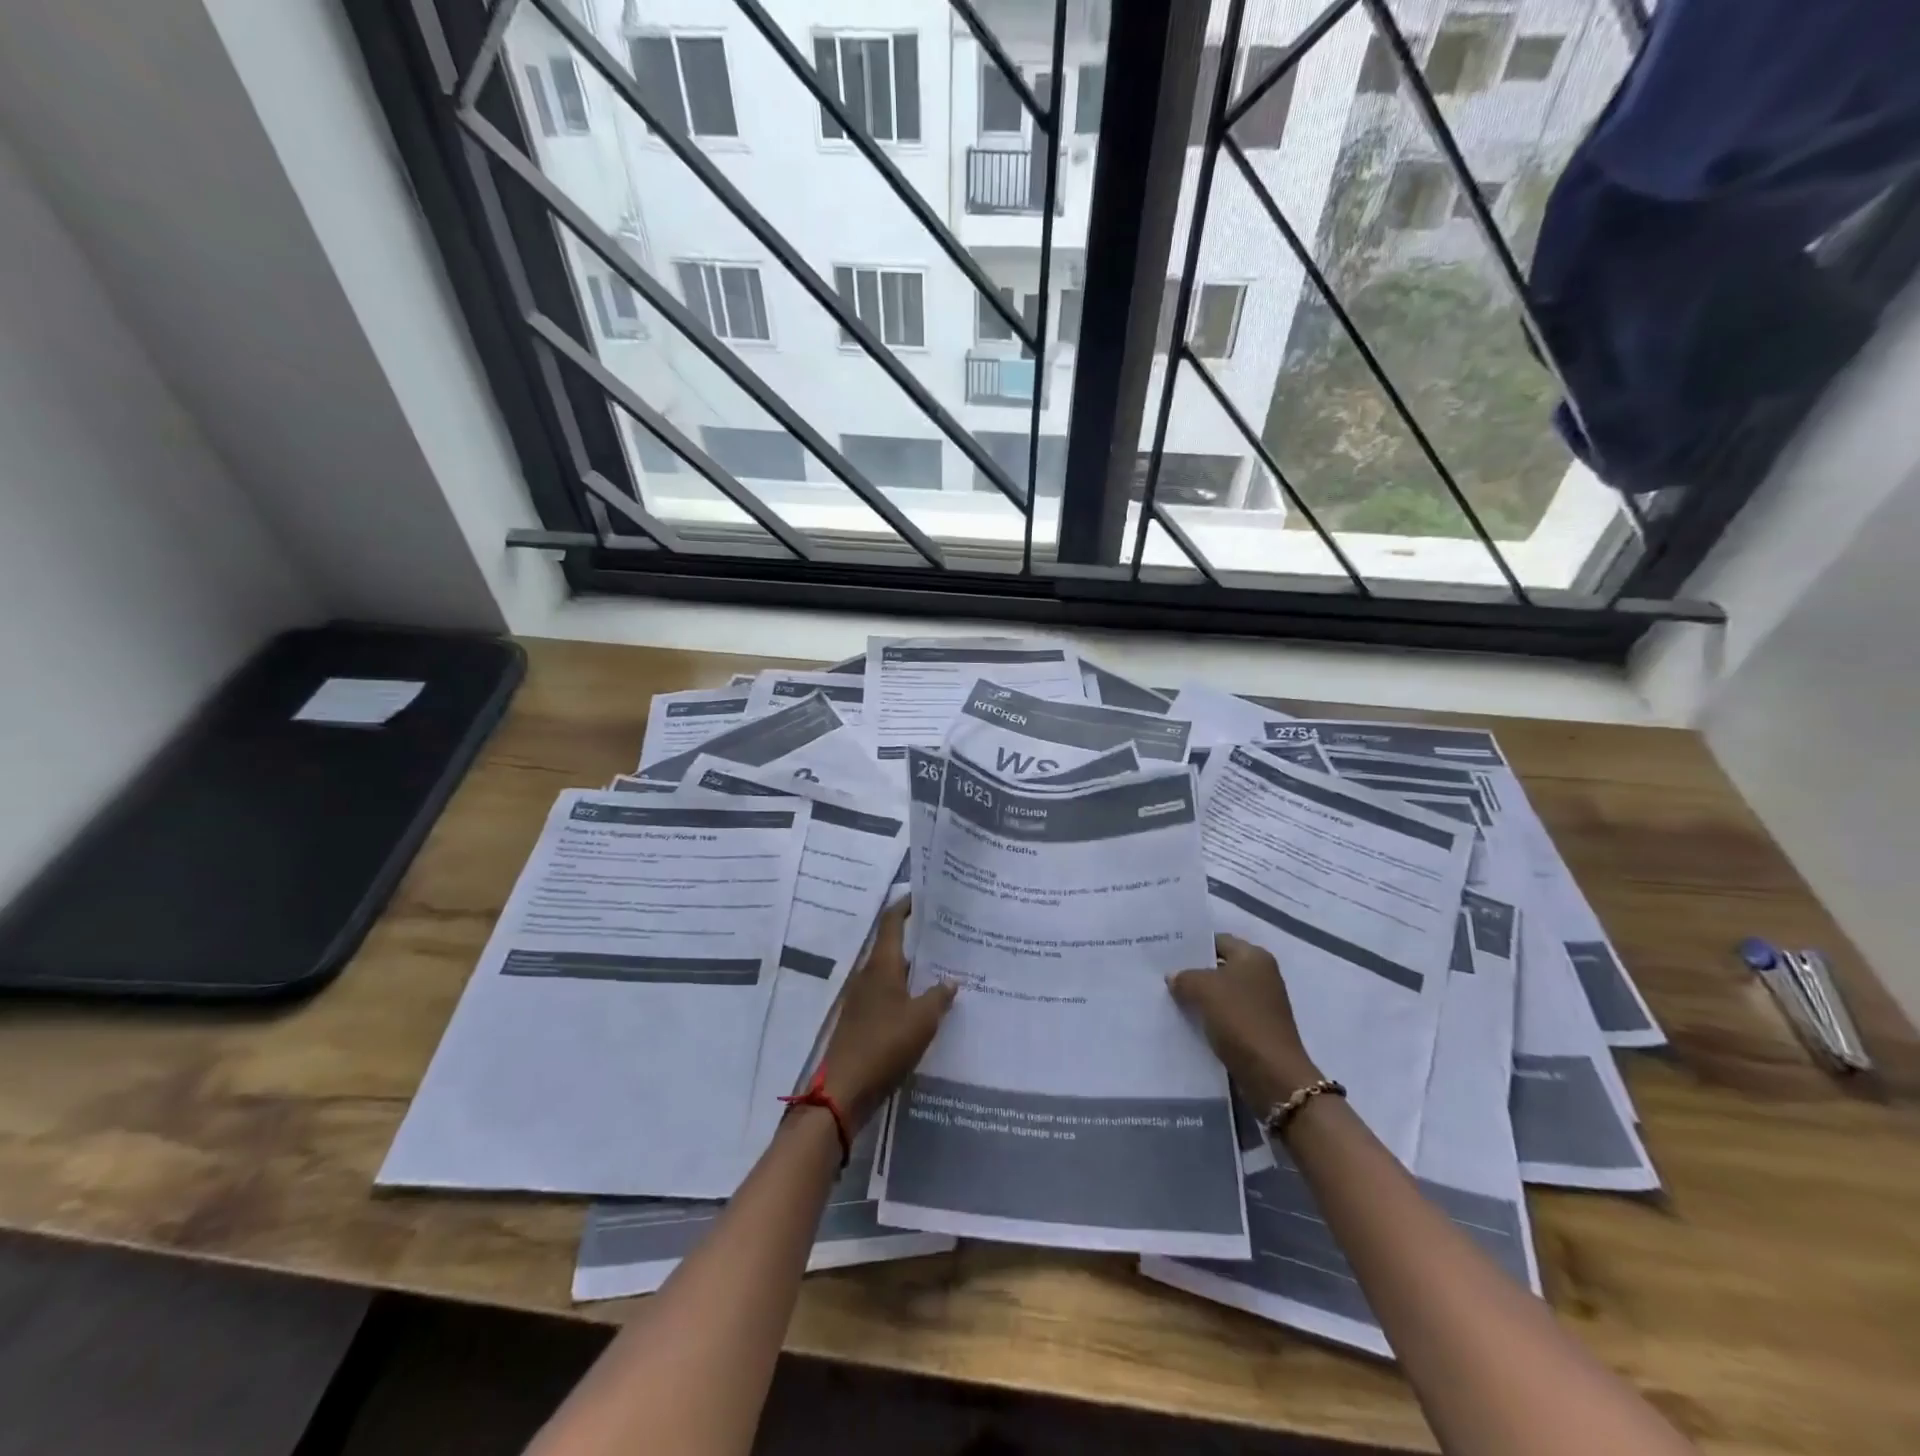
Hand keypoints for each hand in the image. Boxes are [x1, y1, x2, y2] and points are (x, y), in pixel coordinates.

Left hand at [818, 899, 955, 1128]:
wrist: (844, 1089)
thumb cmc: (884, 1044)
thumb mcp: (922, 1019)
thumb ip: (939, 996)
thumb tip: (951, 980)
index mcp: (881, 965)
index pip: (891, 922)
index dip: (906, 905)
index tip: (924, 895)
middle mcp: (869, 975)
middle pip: (892, 946)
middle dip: (916, 937)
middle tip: (945, 932)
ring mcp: (863, 999)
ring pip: (892, 972)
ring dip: (913, 966)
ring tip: (942, 965)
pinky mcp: (863, 1021)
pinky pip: (889, 995)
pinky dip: (907, 991)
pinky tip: (925, 1002)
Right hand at [1168, 934, 1320, 1109]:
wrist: (1271, 1074)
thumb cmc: (1239, 1019)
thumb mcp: (1202, 989)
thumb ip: (1184, 977)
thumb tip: (1174, 977)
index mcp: (1254, 957)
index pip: (1217, 940)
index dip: (1192, 945)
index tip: (1166, 952)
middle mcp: (1261, 976)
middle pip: (1219, 967)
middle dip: (1193, 972)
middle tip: (1162, 974)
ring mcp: (1261, 1005)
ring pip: (1221, 994)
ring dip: (1199, 997)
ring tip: (1168, 998)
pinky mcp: (1257, 1030)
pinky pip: (1226, 1016)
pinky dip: (1208, 1018)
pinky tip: (1186, 1022)